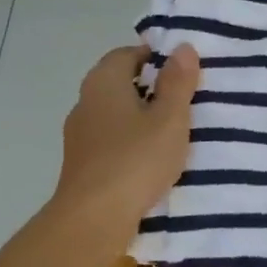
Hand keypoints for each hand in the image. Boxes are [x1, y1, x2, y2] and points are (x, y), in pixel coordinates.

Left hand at [50, 44, 199, 255]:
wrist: (94, 218)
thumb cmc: (135, 160)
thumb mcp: (169, 119)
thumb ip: (178, 83)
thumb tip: (182, 47)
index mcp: (104, 82)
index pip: (127, 54)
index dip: (155, 57)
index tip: (183, 71)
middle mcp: (85, 102)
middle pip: (120, 84)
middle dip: (151, 89)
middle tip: (186, 101)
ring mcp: (80, 135)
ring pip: (116, 115)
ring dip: (141, 119)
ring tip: (174, 132)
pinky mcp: (82, 164)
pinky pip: (112, 142)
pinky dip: (131, 144)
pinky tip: (152, 160)